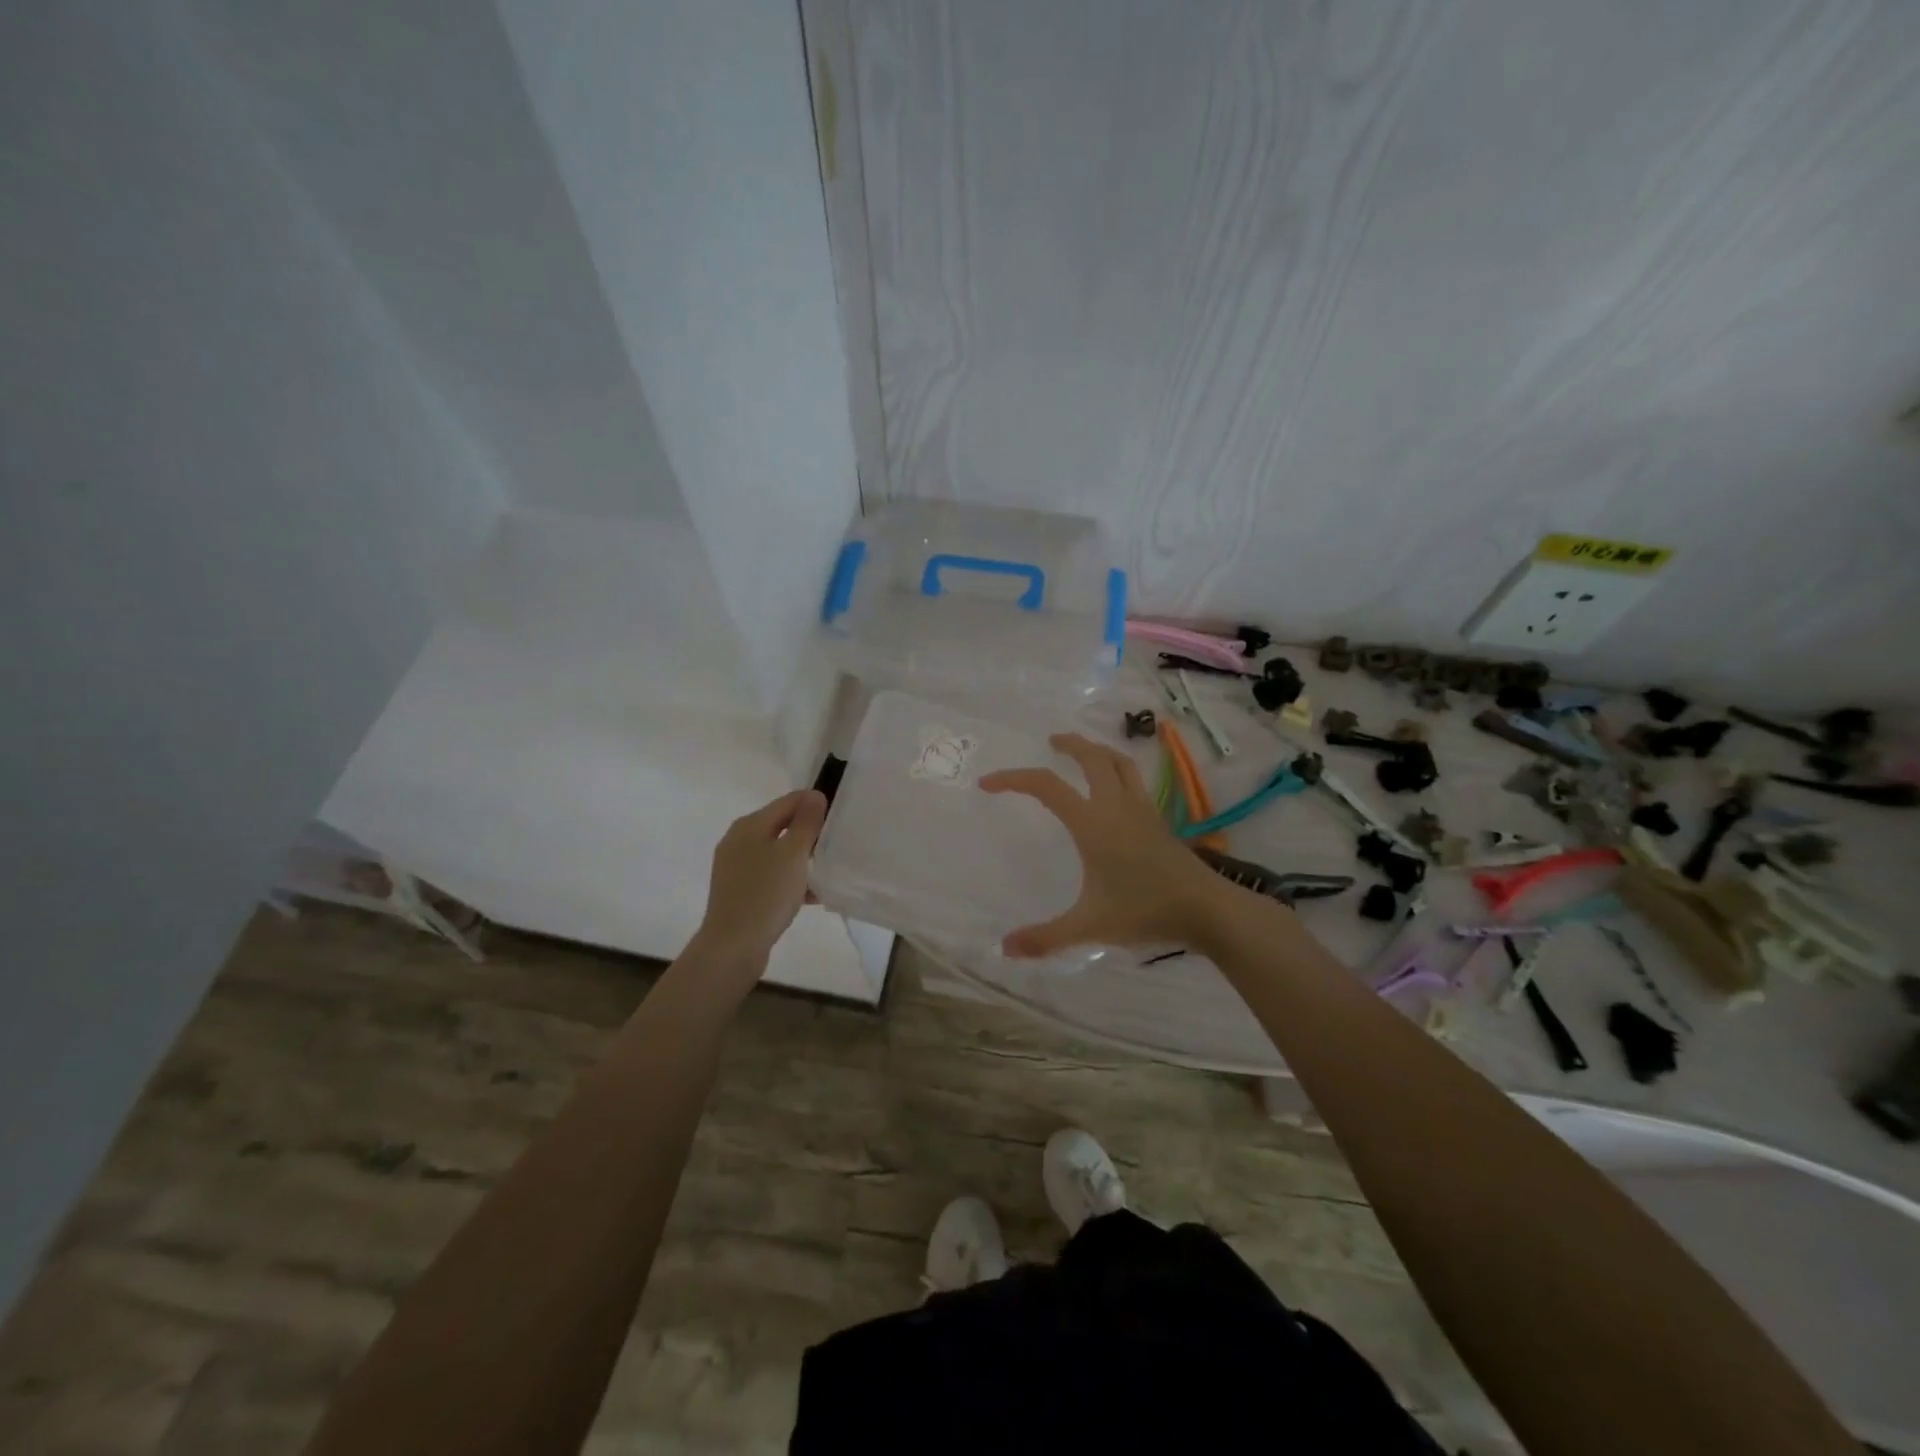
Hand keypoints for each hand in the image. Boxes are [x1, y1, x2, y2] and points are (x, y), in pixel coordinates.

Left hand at [690, 789, 827, 973]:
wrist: (732, 947)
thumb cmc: (766, 894)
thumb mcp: (793, 854)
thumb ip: (806, 822)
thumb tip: (814, 795)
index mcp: (750, 825)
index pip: (788, 801)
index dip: (814, 804)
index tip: (839, 817)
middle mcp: (739, 840)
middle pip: (782, 826)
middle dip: (810, 834)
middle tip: (836, 845)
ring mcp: (736, 867)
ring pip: (778, 853)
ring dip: (802, 860)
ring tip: (828, 872)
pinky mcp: (739, 891)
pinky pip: (771, 876)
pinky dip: (790, 880)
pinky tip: (812, 896)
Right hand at [979, 734, 1236, 957]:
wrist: (1205, 909)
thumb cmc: (1144, 911)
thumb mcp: (1089, 926)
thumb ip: (1046, 937)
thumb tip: (1004, 949)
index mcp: (1093, 823)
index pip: (1047, 786)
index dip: (1014, 778)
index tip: (988, 783)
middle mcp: (1116, 806)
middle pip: (1091, 757)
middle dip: (1068, 745)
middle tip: (1050, 743)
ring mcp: (1142, 809)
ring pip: (1119, 763)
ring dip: (1098, 751)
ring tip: (1083, 753)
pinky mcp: (1159, 820)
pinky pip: (1134, 780)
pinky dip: (1118, 770)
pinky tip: (1114, 790)